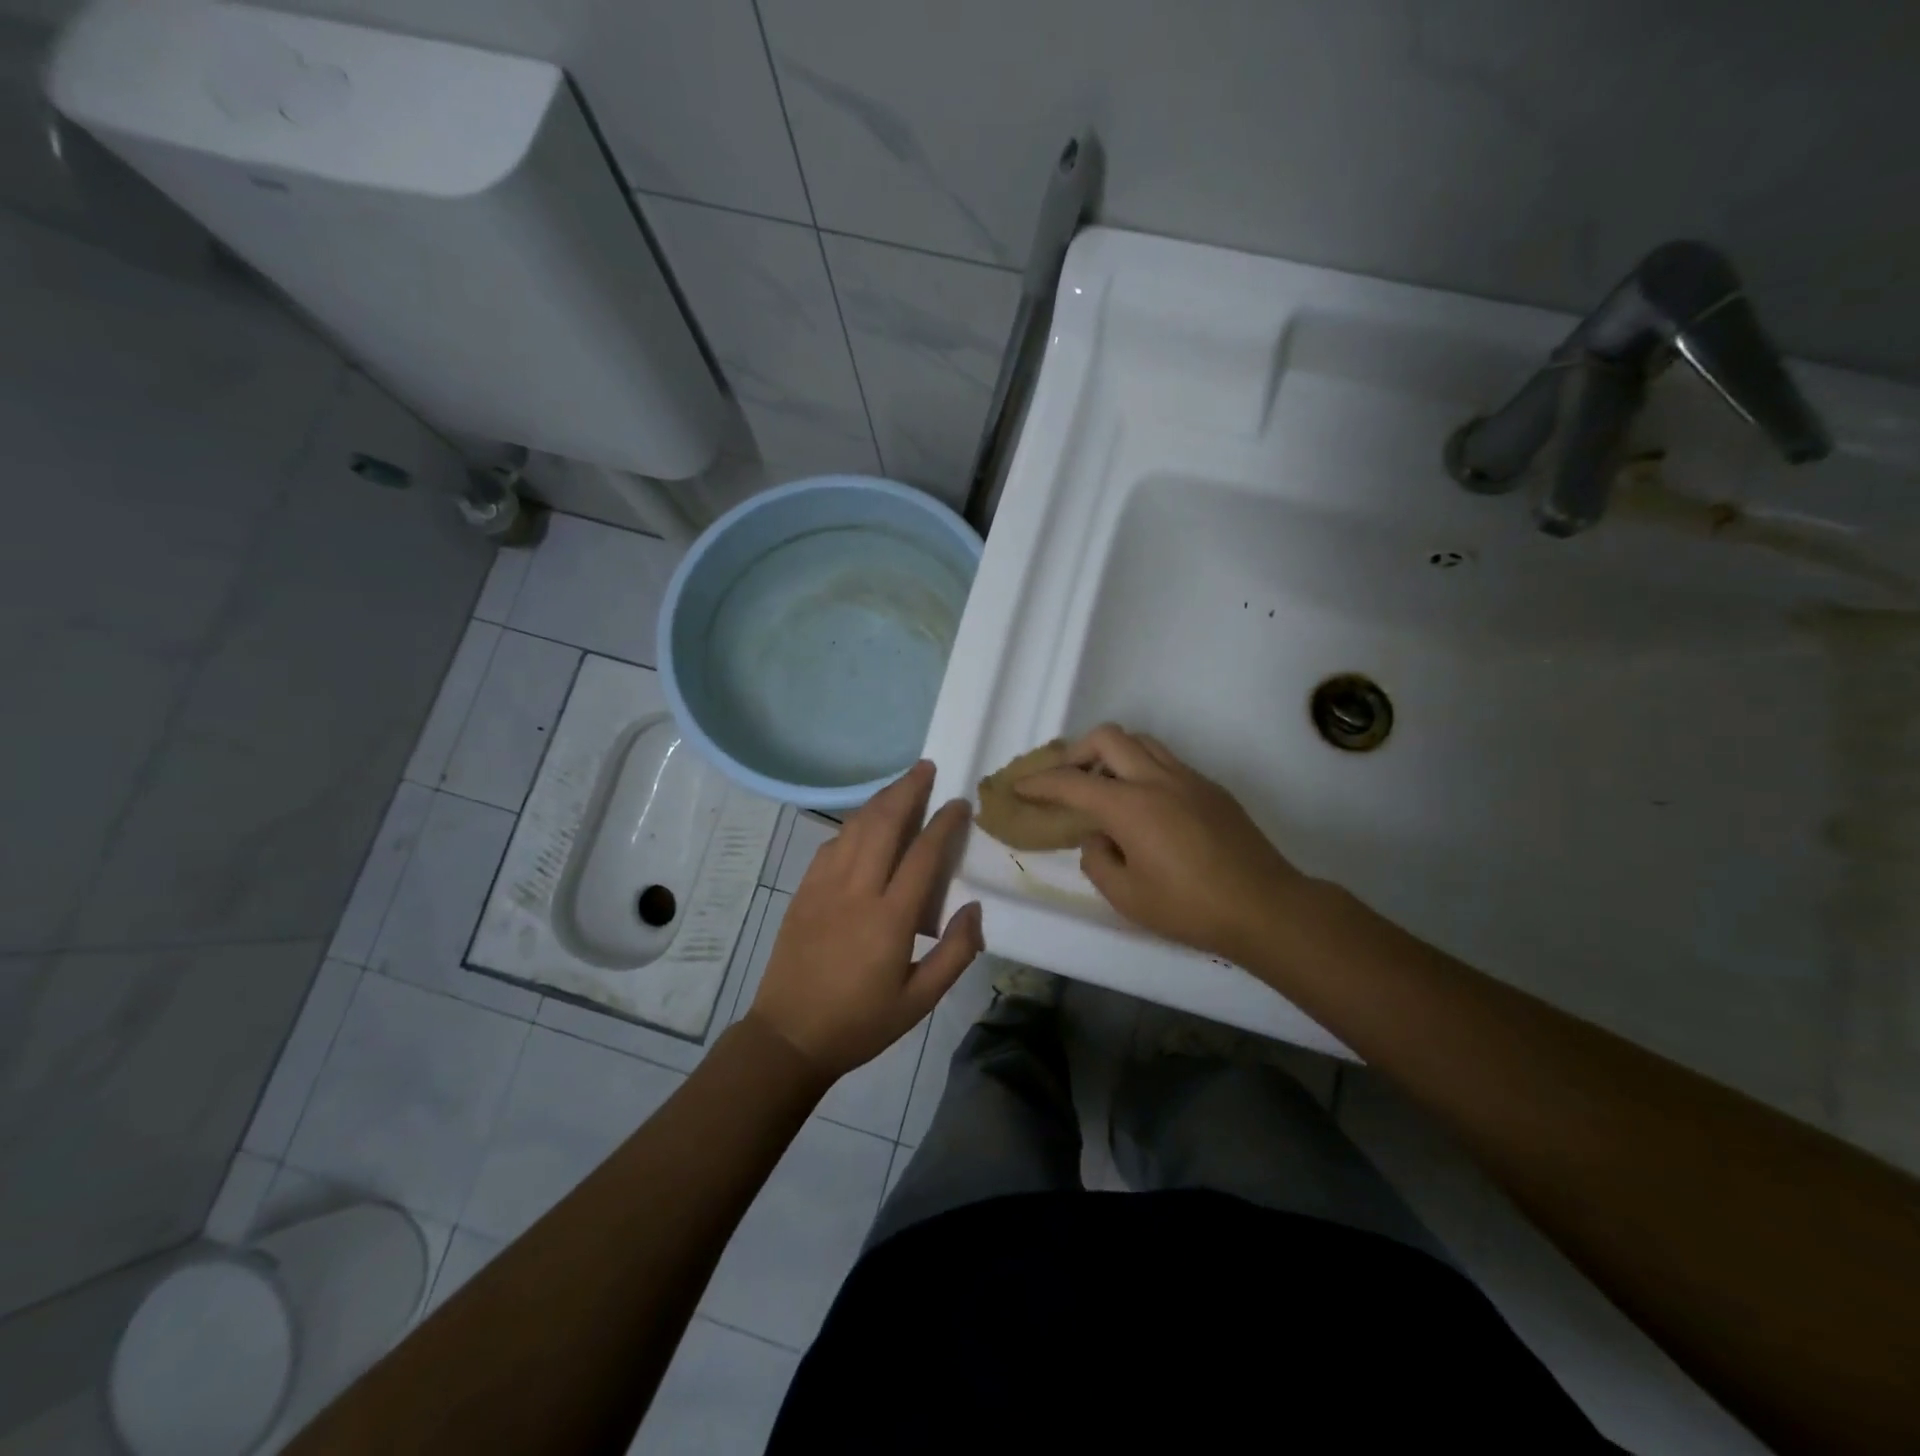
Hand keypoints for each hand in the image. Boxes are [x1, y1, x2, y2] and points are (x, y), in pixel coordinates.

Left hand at [748, 761, 983, 1079]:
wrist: (789, 1036)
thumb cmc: (860, 1023)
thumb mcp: (919, 1002)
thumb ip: (955, 953)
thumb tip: (974, 907)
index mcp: (889, 918)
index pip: (922, 854)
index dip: (944, 823)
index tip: (960, 802)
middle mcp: (856, 891)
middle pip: (883, 824)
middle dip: (907, 790)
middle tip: (927, 768)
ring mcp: (824, 886)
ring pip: (854, 827)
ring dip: (879, 799)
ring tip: (901, 784)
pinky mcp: (803, 891)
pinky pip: (831, 844)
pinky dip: (852, 825)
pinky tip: (863, 824)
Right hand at [1015, 724, 1307, 961]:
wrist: (1265, 907)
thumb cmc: (1190, 908)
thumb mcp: (1127, 897)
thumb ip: (1098, 860)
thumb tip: (1097, 837)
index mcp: (1130, 806)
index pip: (1072, 782)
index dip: (1040, 783)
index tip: (1020, 787)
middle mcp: (1156, 780)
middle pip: (1108, 737)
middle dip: (1077, 751)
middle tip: (1066, 779)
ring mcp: (1188, 778)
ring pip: (1141, 741)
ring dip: (1113, 753)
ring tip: (1104, 785)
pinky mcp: (1211, 788)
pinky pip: (1166, 760)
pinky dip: (1141, 767)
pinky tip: (1143, 804)